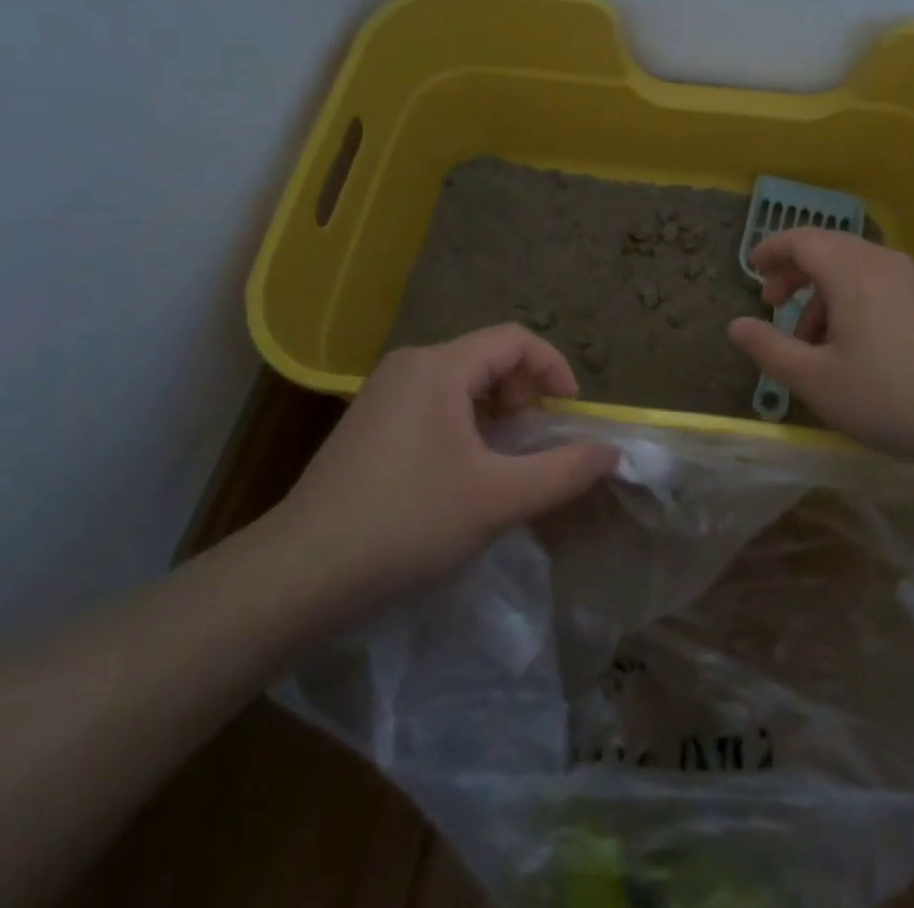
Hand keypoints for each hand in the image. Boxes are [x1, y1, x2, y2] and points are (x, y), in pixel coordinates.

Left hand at [271, 326, 618, 603]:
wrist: (302, 572)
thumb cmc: (407, 522)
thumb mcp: (498, 498)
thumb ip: (562, 472)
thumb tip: (611, 453)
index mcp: (439, 366)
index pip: (514, 340)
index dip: (553, 368)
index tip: (570, 413)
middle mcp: (410, 365)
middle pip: (488, 358)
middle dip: (523, 395)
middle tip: (532, 445)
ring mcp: (384, 392)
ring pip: (461, 383)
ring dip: (496, 414)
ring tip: (502, 464)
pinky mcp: (369, 421)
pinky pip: (434, 404)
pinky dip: (465, 425)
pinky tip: (461, 474)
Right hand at [726, 229, 913, 463]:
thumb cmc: (890, 397)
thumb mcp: (816, 381)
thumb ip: (769, 349)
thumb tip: (735, 325)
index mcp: (852, 272)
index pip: (801, 239)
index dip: (770, 249)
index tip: (750, 270)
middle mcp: (882, 261)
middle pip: (827, 247)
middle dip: (793, 272)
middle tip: (771, 303)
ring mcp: (911, 277)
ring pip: (852, 267)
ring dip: (821, 292)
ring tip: (809, 341)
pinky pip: (877, 282)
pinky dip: (850, 299)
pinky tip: (850, 344)